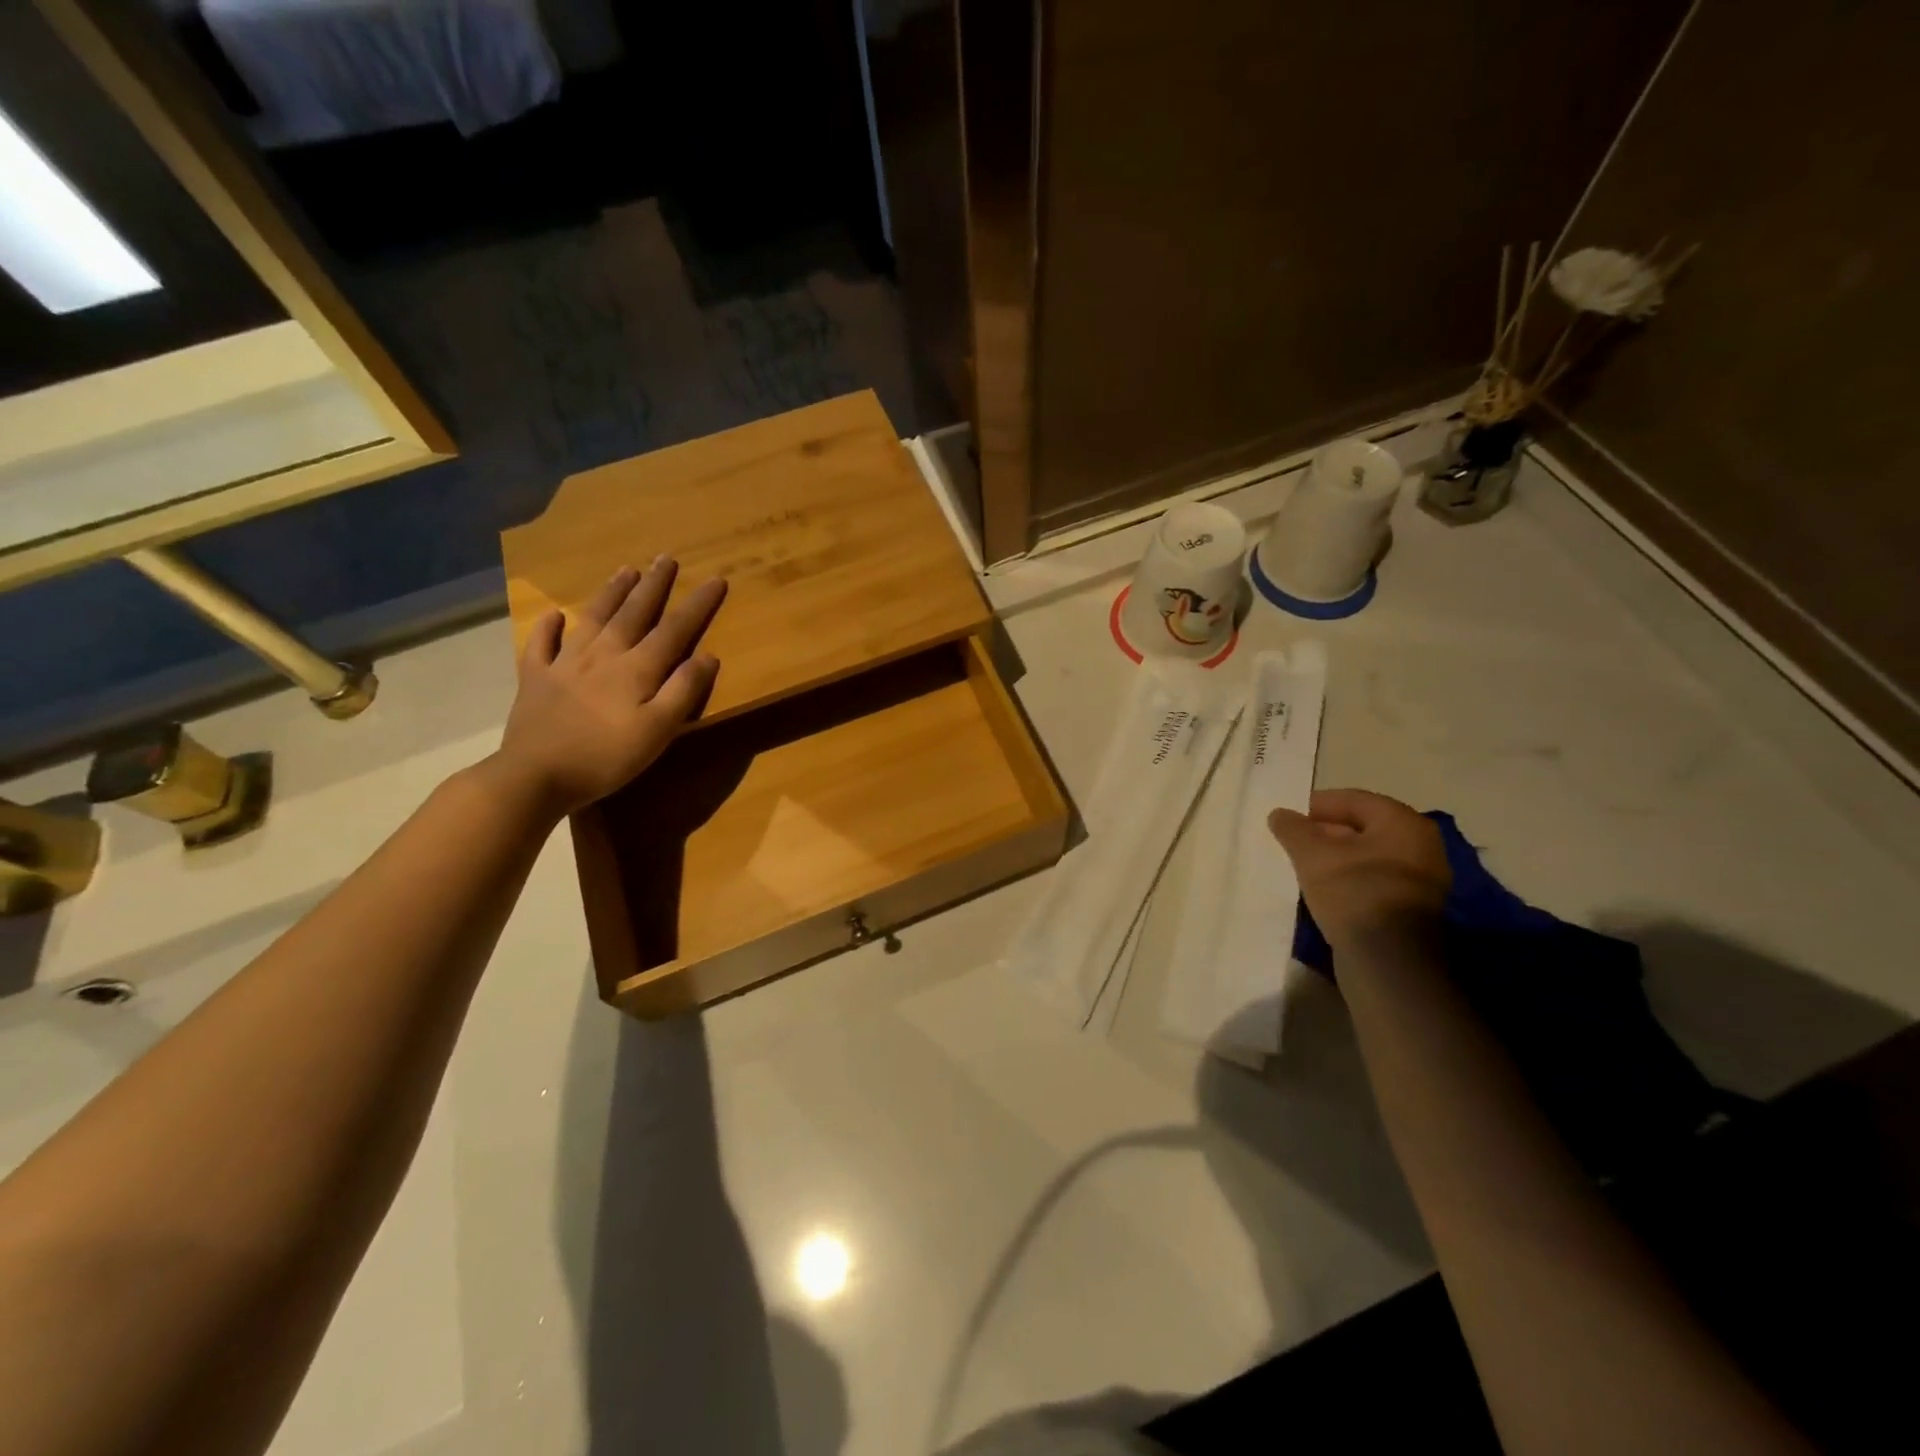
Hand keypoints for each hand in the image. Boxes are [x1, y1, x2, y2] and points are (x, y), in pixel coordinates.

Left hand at [491, 558, 725, 817]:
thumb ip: (684, 691)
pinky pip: (541, 644)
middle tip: (666, 558)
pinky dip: (548, 627)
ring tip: (625, 570)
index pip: (675, 629)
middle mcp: (602, 655)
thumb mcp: (658, 731)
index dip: (697, 605)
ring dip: (611, 593)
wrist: (534, 776)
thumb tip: (707, 656)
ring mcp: (564, 664)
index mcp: (636, 669)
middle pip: (633, 613)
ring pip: (592, 618)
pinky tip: (553, 615)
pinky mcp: (535, 679)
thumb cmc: (606, 757)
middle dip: (653, 586)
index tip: (715, 579)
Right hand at [1267, 788, 1449, 944]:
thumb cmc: (1352, 891)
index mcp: (1403, 823)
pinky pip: (1375, 880)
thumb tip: (1280, 814)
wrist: (1387, 959)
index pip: (1353, 800)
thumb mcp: (1311, 854)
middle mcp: (1421, 845)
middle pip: (1363, 827)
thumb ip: (1293, 829)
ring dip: (1336, 857)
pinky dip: (1349, 878)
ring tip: (1303, 865)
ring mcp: (1422, 880)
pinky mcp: (1413, 908)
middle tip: (1292, 842)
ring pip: (1368, 856)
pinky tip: (1324, 889)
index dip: (1316, 805)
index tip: (1287, 818)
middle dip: (1325, 832)